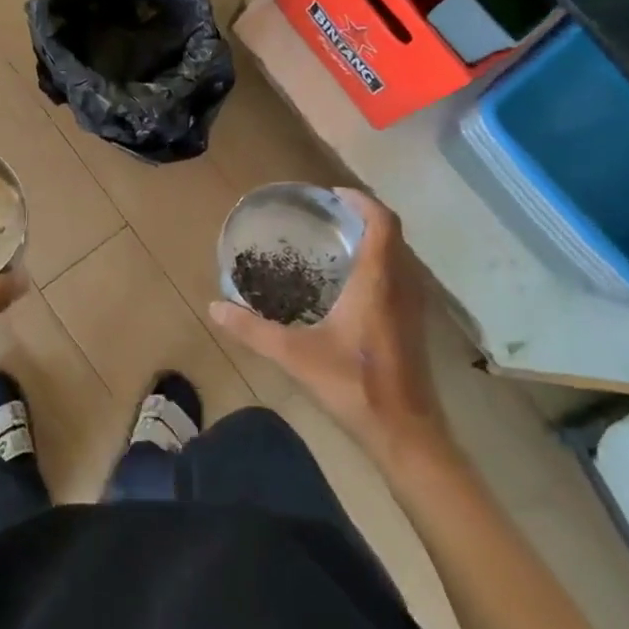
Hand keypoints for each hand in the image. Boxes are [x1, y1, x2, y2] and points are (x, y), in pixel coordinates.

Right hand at [209, 189, 456, 470]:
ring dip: (374, 239)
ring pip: (398, 256)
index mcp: (377, 282)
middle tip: (327, 215)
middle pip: (392, 234)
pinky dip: (379, 263)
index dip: (361, 201)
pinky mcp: (413, 325)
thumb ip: (253, 330)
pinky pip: (399, 276)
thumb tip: (215, 307)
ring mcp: (412, 307)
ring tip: (335, 241)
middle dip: (363, 216)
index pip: (382, 222)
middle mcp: (400, 285)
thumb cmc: (354, 386)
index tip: (332, 195)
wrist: (406, 434)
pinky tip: (350, 284)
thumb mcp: (295, 356)